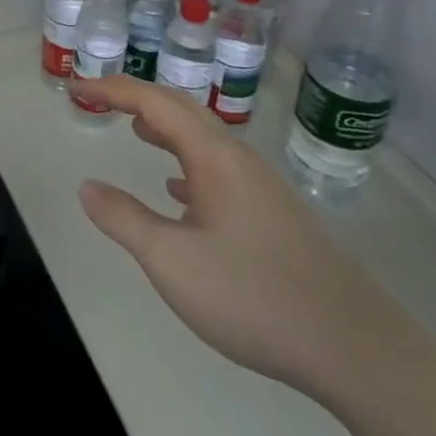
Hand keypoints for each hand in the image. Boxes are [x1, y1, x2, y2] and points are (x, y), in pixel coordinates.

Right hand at [73, 75, 406, 404]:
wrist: (357, 349)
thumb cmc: (254, 296)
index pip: (155, 102)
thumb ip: (124, 219)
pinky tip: (178, 191)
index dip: (113, 89)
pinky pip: (219, 169)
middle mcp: (239, 159)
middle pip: (183, 109)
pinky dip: (187, 162)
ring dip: (164, 127)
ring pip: (204, 140)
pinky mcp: (274, 215)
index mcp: (214, 156)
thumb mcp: (172, 262)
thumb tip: (87, 186)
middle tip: (99, 98)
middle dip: (137, 98)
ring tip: (135, 130)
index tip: (78, 86)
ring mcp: (261, 187)